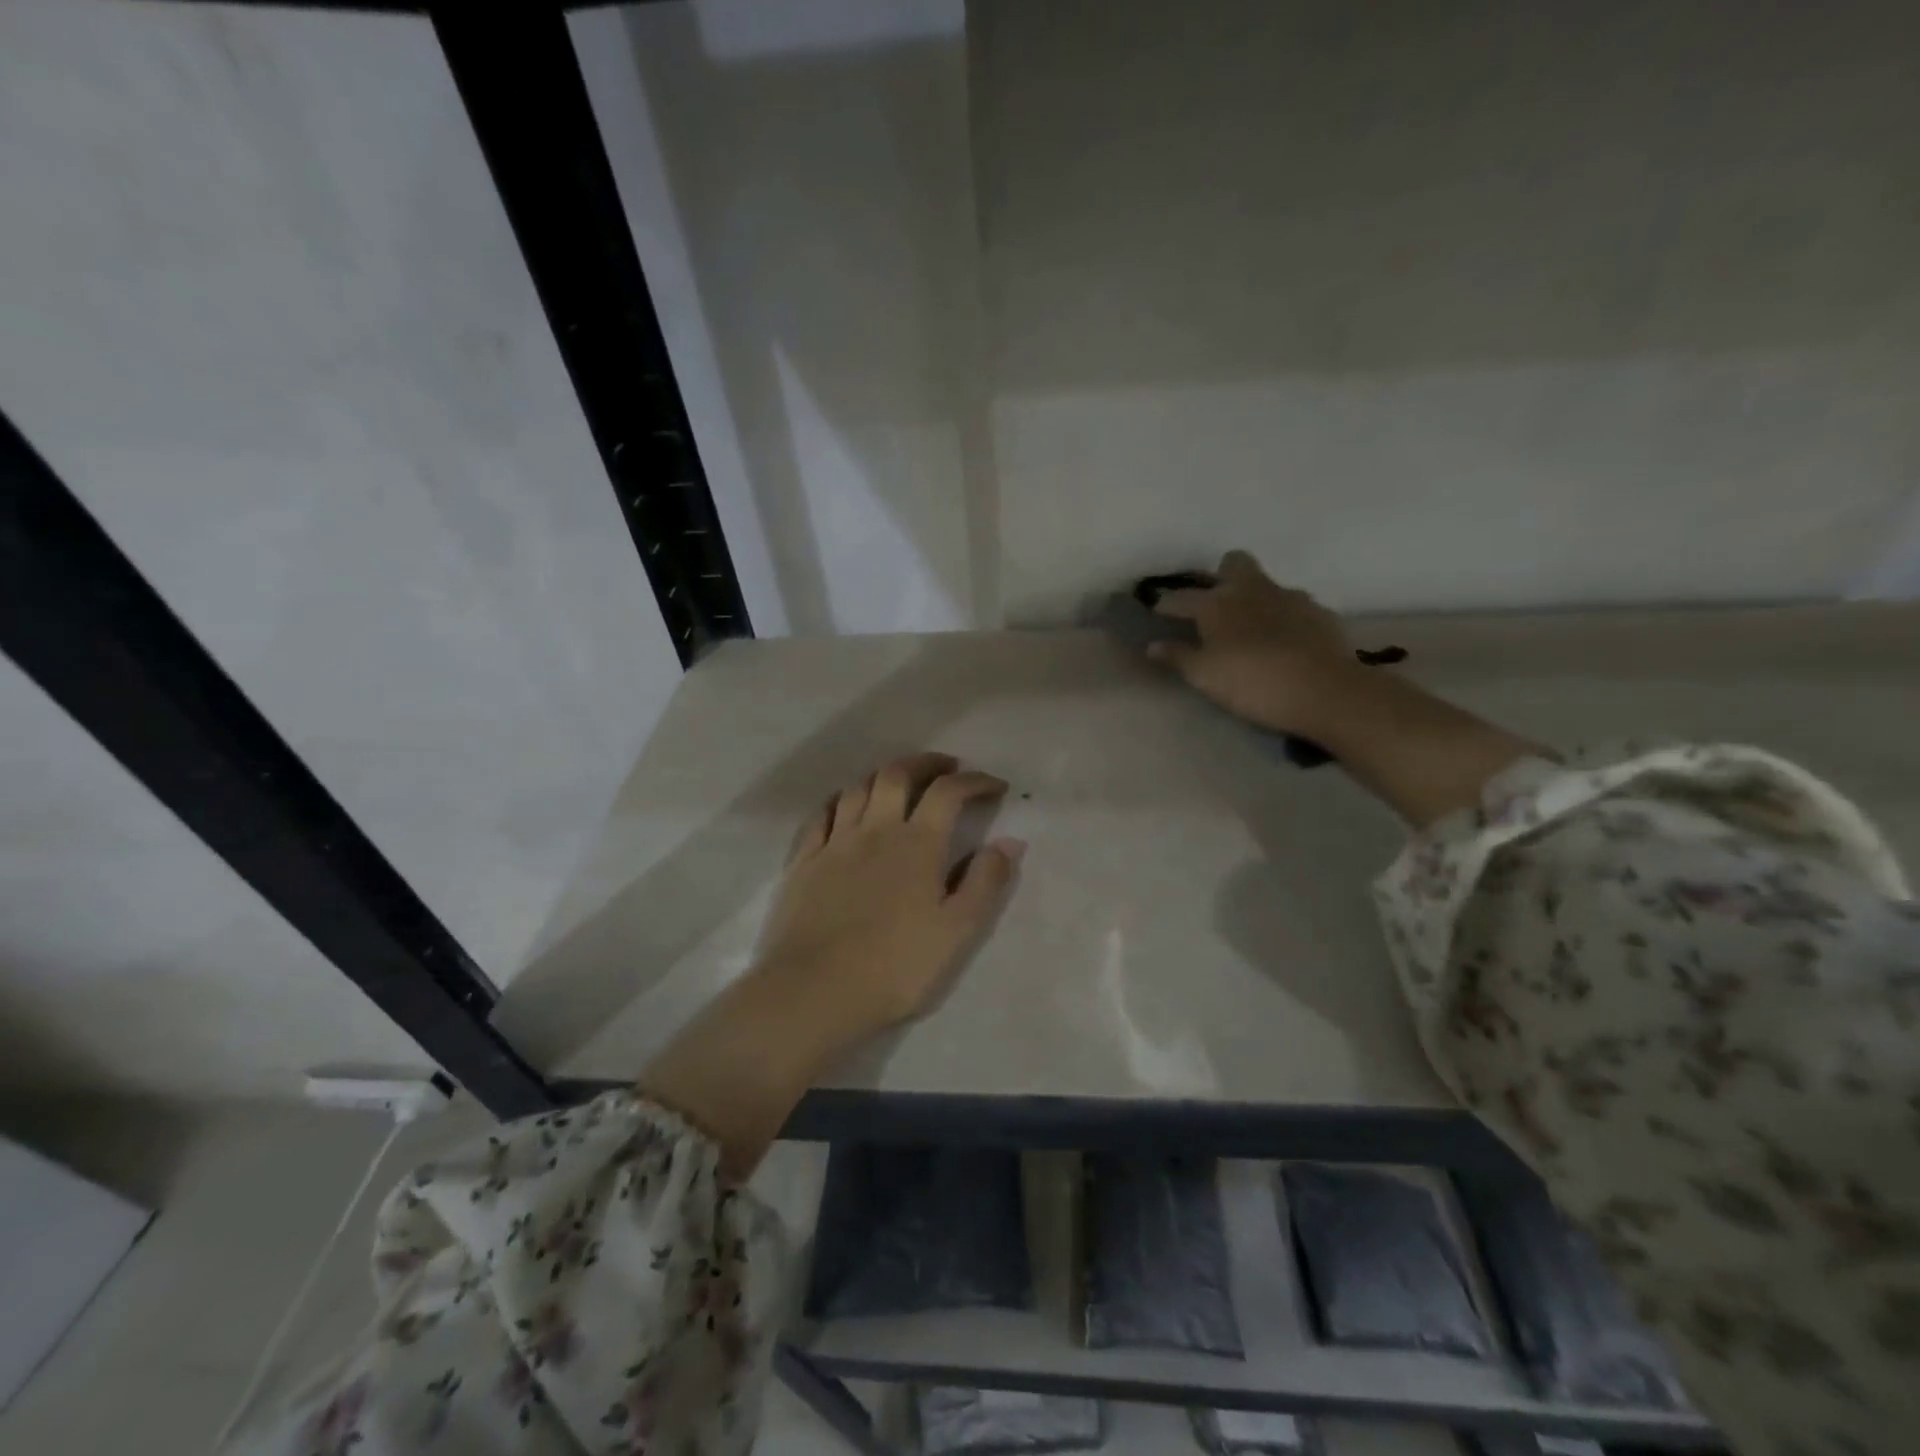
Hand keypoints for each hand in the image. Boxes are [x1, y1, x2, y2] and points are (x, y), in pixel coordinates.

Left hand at [758, 752, 1024, 1036]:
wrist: (814, 991)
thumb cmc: (895, 967)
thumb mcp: (957, 932)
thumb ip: (986, 882)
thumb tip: (1010, 841)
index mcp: (917, 843)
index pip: (949, 792)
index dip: (975, 781)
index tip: (995, 786)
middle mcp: (875, 829)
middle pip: (898, 774)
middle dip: (927, 763)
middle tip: (947, 767)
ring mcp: (834, 842)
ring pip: (858, 787)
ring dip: (883, 776)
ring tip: (899, 782)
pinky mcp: (803, 861)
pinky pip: (821, 814)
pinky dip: (841, 800)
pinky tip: (846, 807)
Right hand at [1148, 549, 1357, 735]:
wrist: (1325, 692)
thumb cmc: (1252, 683)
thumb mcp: (1205, 676)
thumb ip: (1178, 657)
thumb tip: (1153, 646)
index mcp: (1217, 603)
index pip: (1182, 597)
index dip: (1167, 604)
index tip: (1158, 611)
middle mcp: (1253, 589)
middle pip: (1234, 563)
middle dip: (1222, 576)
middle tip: (1216, 605)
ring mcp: (1291, 597)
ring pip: (1267, 585)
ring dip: (1256, 600)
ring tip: (1254, 630)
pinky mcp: (1321, 614)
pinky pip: (1295, 608)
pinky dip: (1286, 620)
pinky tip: (1286, 644)